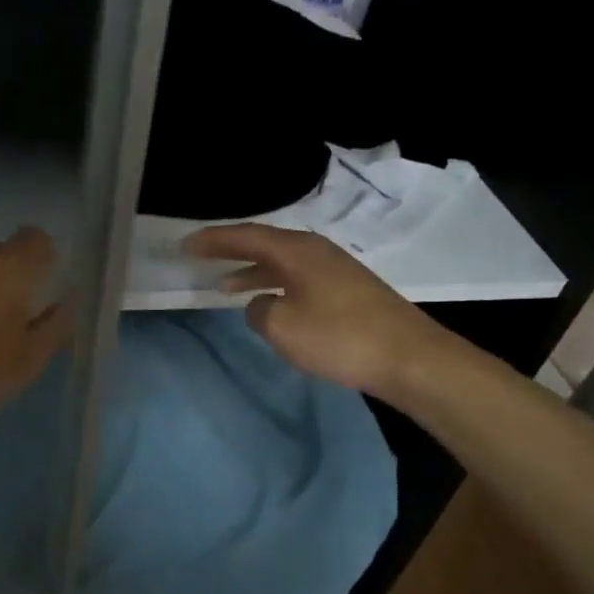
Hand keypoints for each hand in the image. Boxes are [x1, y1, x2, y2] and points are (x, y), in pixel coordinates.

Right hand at [183, 223, 450, 394]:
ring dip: (252, 272)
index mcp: (296, 250)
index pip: (245, 236)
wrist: (409, 358)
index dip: (212, 240)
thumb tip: (261, 303)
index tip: (184, 245)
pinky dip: (274, 285)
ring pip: (281, 262)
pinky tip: (269, 303)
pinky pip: (297, 278)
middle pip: (264, 243)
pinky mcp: (347, 290)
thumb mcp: (282, 326)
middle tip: (200, 257)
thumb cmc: (340, 338)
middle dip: (230, 251)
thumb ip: (258, 310)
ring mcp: (335, 269)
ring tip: (224, 286)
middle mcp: (315, 250)